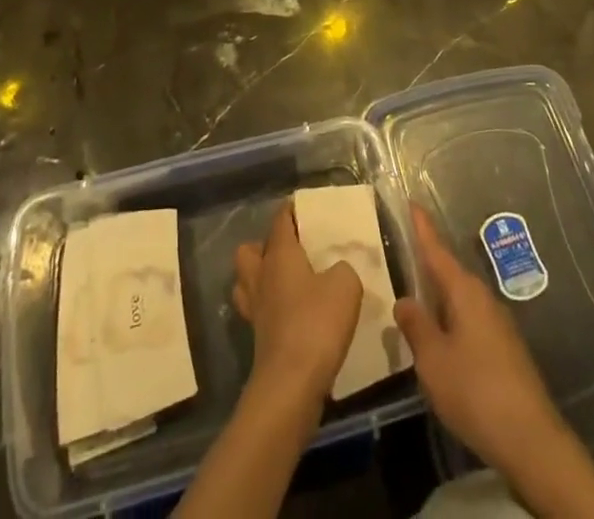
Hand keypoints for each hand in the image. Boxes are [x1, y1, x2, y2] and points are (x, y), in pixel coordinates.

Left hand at [232, 199, 363, 411]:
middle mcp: (261, 276)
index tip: (304, 207)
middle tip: (292, 251)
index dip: (291, 210)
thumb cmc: (317, 323)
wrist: (291, 385)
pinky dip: (270, 309)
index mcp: (279, 254)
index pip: (280, 220)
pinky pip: (259, 311)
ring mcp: (255, 309)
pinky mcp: (258, 339)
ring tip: (288, 282)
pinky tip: (292, 315)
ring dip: (262, 278)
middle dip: (265, 246)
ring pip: (247, 281)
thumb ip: (343, 268)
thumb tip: (335, 271)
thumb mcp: (345, 285)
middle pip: (250, 251)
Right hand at [392, 205, 568, 476]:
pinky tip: (440, 339)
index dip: (423, 227)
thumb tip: (405, 300)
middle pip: (449, 274)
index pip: (437, 250)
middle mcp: (483, 298)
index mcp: (464, 291)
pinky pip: (469, 321)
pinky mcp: (505, 349)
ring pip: (460, 300)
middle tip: (403, 255)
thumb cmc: (475, 390)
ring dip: (439, 298)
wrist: (531, 440)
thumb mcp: (433, 359)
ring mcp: (498, 324)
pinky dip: (451, 320)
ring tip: (415, 300)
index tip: (412, 202)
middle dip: (427, 265)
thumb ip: (416, 326)